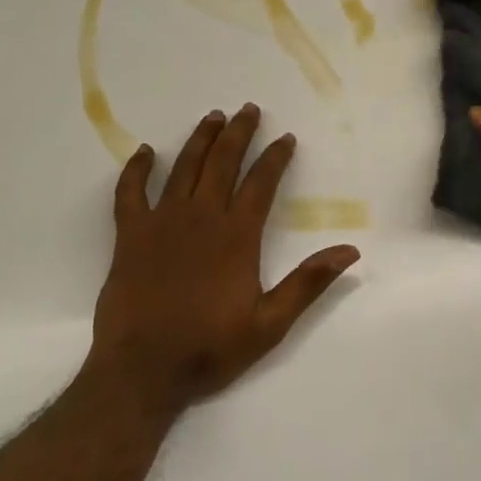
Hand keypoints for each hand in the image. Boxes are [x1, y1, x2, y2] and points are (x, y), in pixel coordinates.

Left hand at [82, 104, 359, 418]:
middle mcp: (201, 218)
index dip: (275, 157)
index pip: (261, 183)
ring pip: (184, 168)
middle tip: (248, 109)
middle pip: (223, 163)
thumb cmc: (209, 348)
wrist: (142, 371)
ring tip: (212, 117)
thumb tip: (350, 250)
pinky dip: (136, 170)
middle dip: (239, 133)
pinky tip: (145, 152)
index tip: (286, 138)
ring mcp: (162, 223)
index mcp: (237, 236)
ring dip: (200, 140)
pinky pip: (130, 193)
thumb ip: (308, 283)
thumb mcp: (270, 323)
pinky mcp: (130, 236)